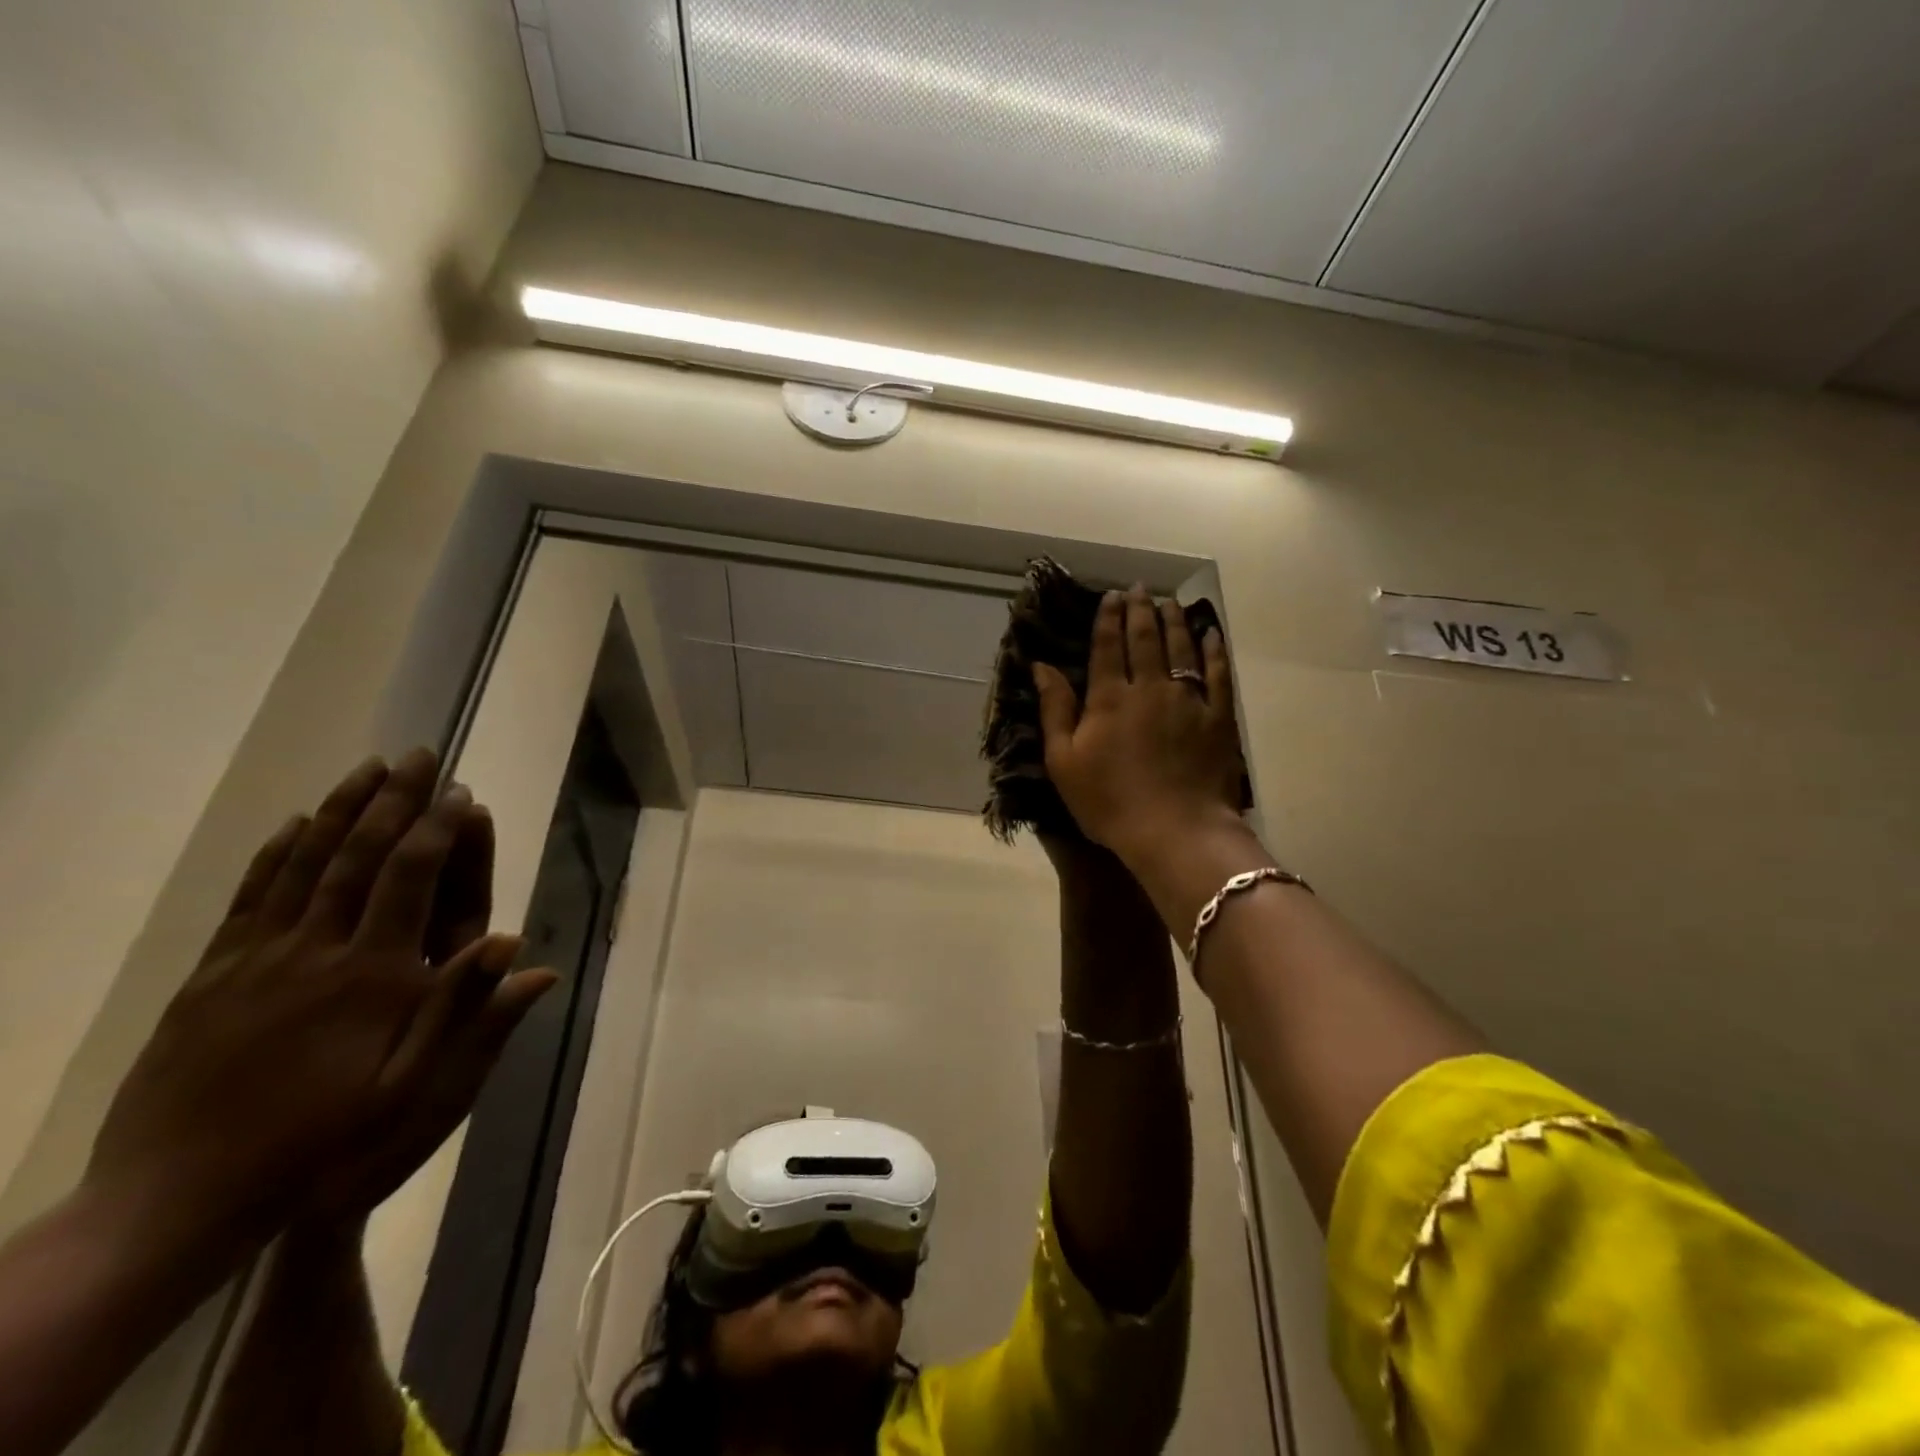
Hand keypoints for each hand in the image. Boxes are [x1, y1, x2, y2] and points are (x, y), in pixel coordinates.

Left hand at [84, 749, 551, 1248]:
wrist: (177, 1201)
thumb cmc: (321, 1144)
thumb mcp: (413, 1093)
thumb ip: (468, 1016)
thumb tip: (521, 950)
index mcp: (373, 976)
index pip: (411, 881)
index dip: (439, 830)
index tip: (461, 792)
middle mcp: (317, 951)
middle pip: (359, 857)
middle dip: (395, 800)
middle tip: (419, 756)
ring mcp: (257, 960)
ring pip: (304, 865)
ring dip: (340, 810)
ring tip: (368, 769)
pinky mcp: (213, 975)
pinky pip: (250, 898)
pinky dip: (277, 853)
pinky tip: (296, 825)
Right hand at [1032, 586, 1244, 872]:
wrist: (1174, 830)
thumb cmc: (1109, 802)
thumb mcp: (1064, 761)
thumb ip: (1055, 710)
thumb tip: (1042, 666)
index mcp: (1109, 698)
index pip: (1107, 647)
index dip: (1107, 619)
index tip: (1111, 596)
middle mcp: (1149, 687)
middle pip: (1145, 639)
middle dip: (1140, 610)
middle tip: (1139, 589)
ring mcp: (1188, 700)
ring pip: (1181, 648)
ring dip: (1175, 622)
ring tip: (1170, 602)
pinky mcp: (1218, 717)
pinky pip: (1218, 674)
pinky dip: (1214, 651)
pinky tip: (1211, 635)